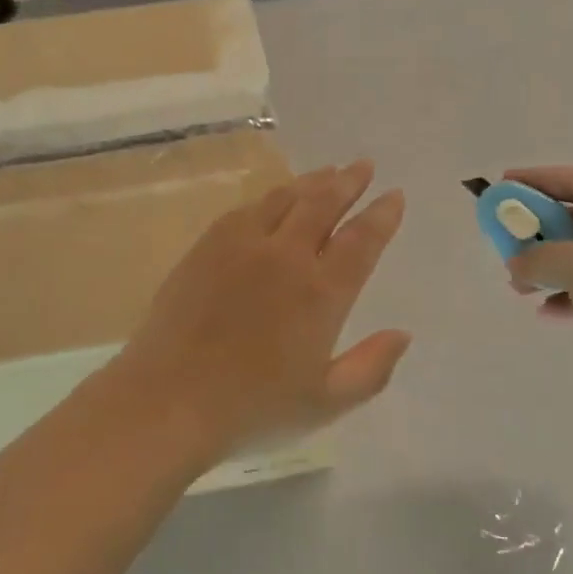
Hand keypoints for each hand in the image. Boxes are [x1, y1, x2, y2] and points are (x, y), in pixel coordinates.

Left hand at [107, 161, 409, 463]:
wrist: (169, 397)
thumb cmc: (253, 407)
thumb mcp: (325, 403)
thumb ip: (371, 368)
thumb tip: (402, 334)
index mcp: (321, 293)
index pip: (361, 241)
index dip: (382, 215)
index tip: (394, 195)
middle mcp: (285, 257)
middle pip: (324, 204)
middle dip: (349, 182)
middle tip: (364, 165)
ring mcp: (242, 246)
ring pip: (284, 198)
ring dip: (311, 182)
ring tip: (327, 173)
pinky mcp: (207, 246)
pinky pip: (246, 209)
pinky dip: (270, 197)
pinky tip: (273, 199)